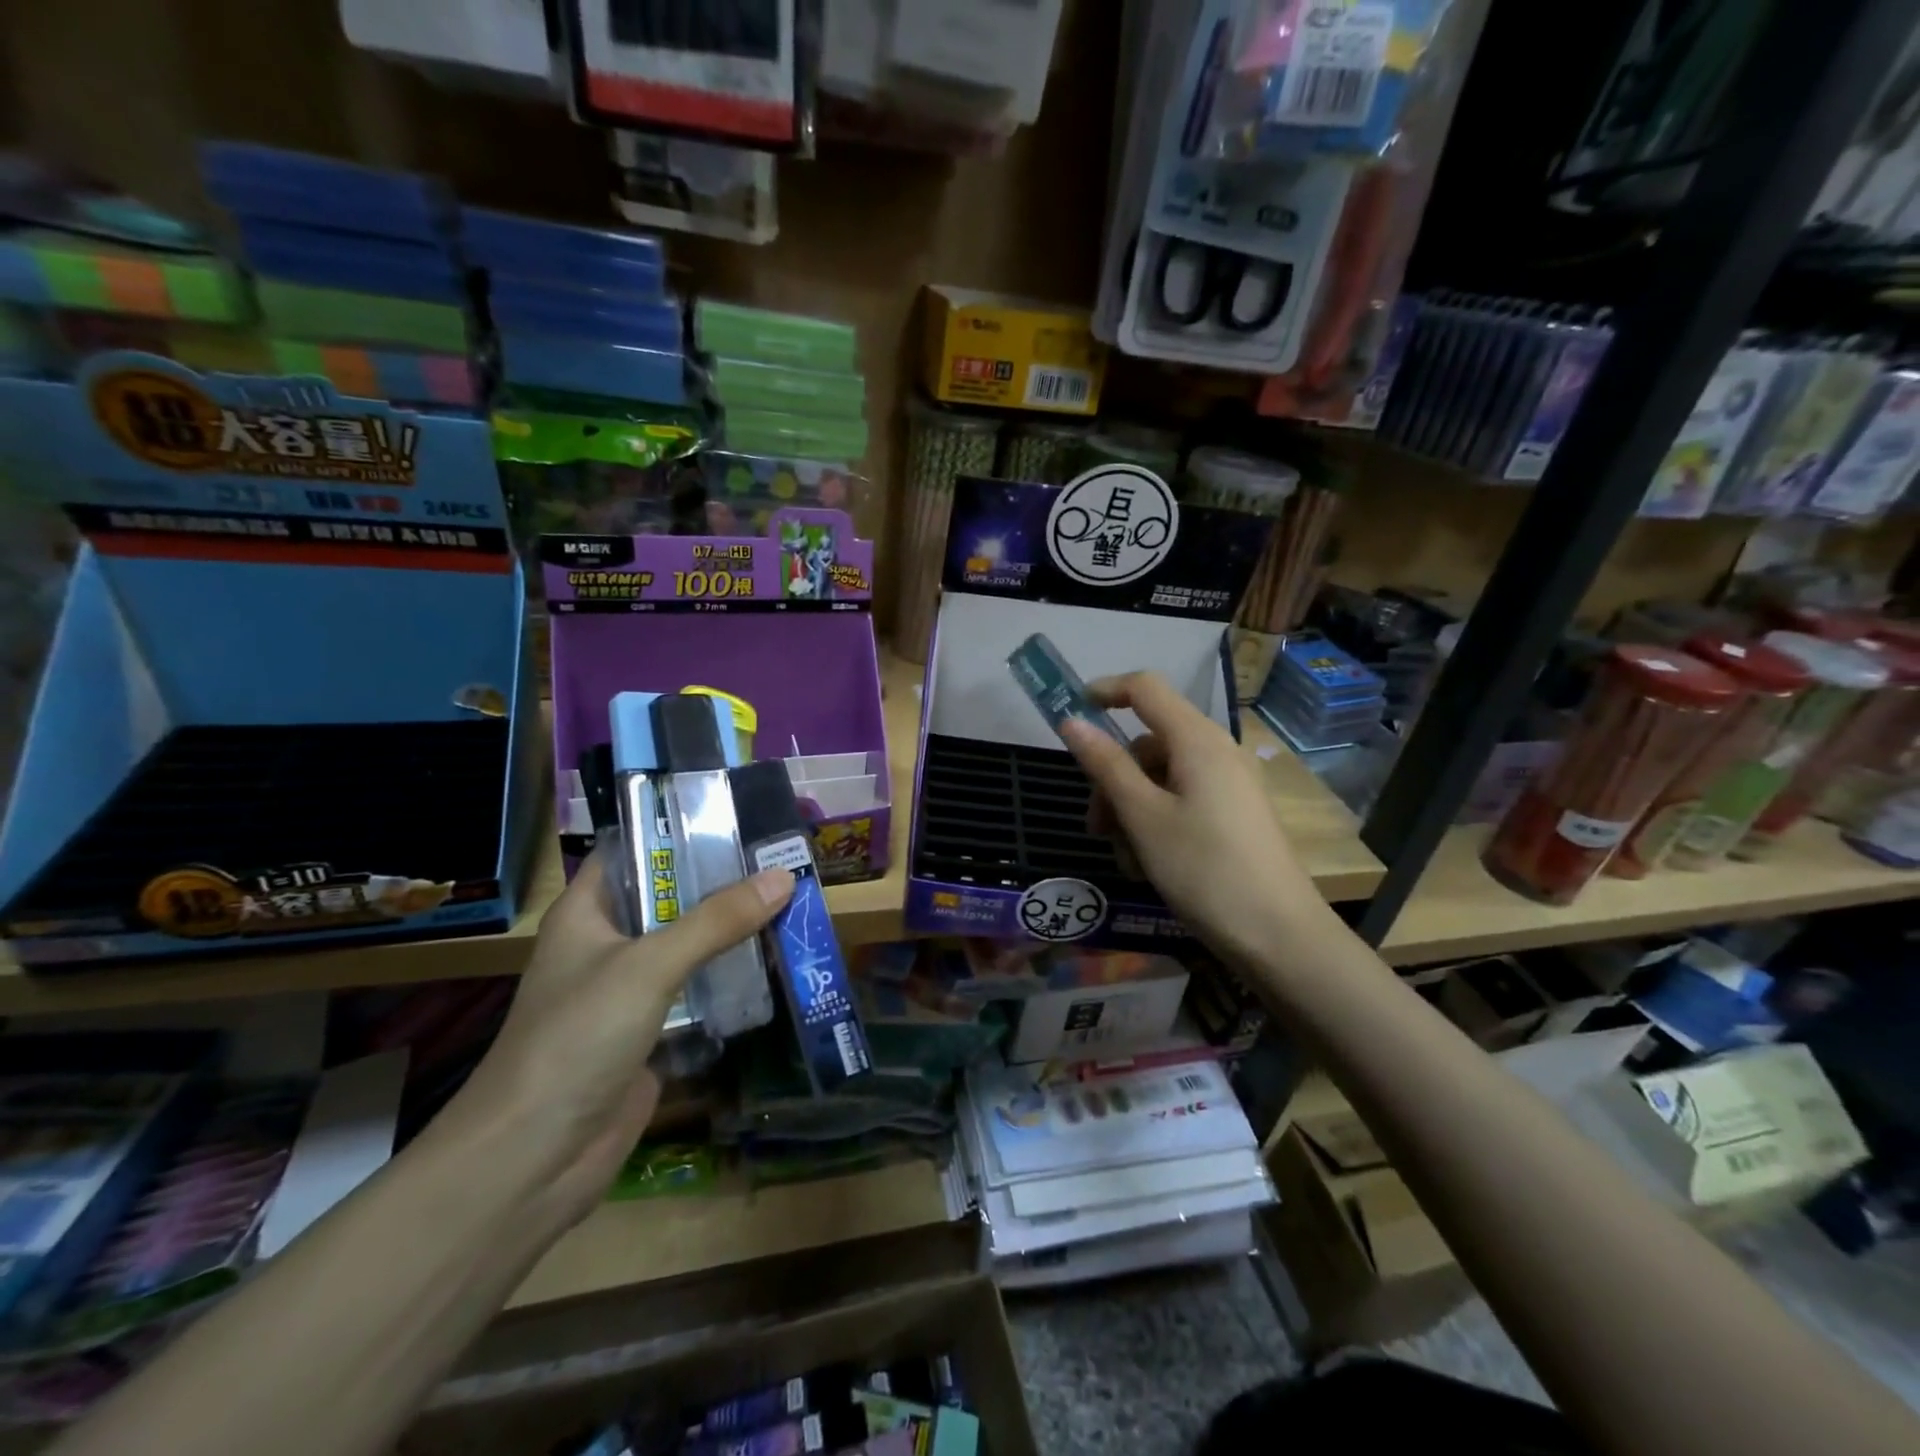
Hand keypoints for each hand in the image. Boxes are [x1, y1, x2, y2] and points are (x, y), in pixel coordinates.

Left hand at [443, 851, 792, 1223]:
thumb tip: (783, 875)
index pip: (635, 849)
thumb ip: (716, 921)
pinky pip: (698, 990)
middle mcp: (608, 943)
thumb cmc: (576, 1040)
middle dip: (723, 881)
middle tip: (783, 859)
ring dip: (733, 930)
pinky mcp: (651, 1031)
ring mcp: (629, 990)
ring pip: (689, 944)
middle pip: (671, 897)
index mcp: (587, 912)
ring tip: (791, 903)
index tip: (739, 815)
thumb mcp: (648, 967)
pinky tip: (777, 963)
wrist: (533, 1160)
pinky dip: (732, 977)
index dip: (681, 829)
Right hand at [1060, 673, 1327, 967]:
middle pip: (1148, 744)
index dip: (1105, 691)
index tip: (1070, 715)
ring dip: (1131, 810)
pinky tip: (1149, 866)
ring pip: (1161, 778)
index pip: (1145, 688)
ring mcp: (1229, 784)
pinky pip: (1183, 801)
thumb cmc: (1204, 869)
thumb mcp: (1143, 817)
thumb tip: (1071, 722)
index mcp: (1197, 740)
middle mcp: (1217, 751)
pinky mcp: (1235, 814)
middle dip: (1113, 780)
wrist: (1279, 936)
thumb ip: (1106, 765)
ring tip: (1126, 860)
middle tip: (1096, 829)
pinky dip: (1157, 823)